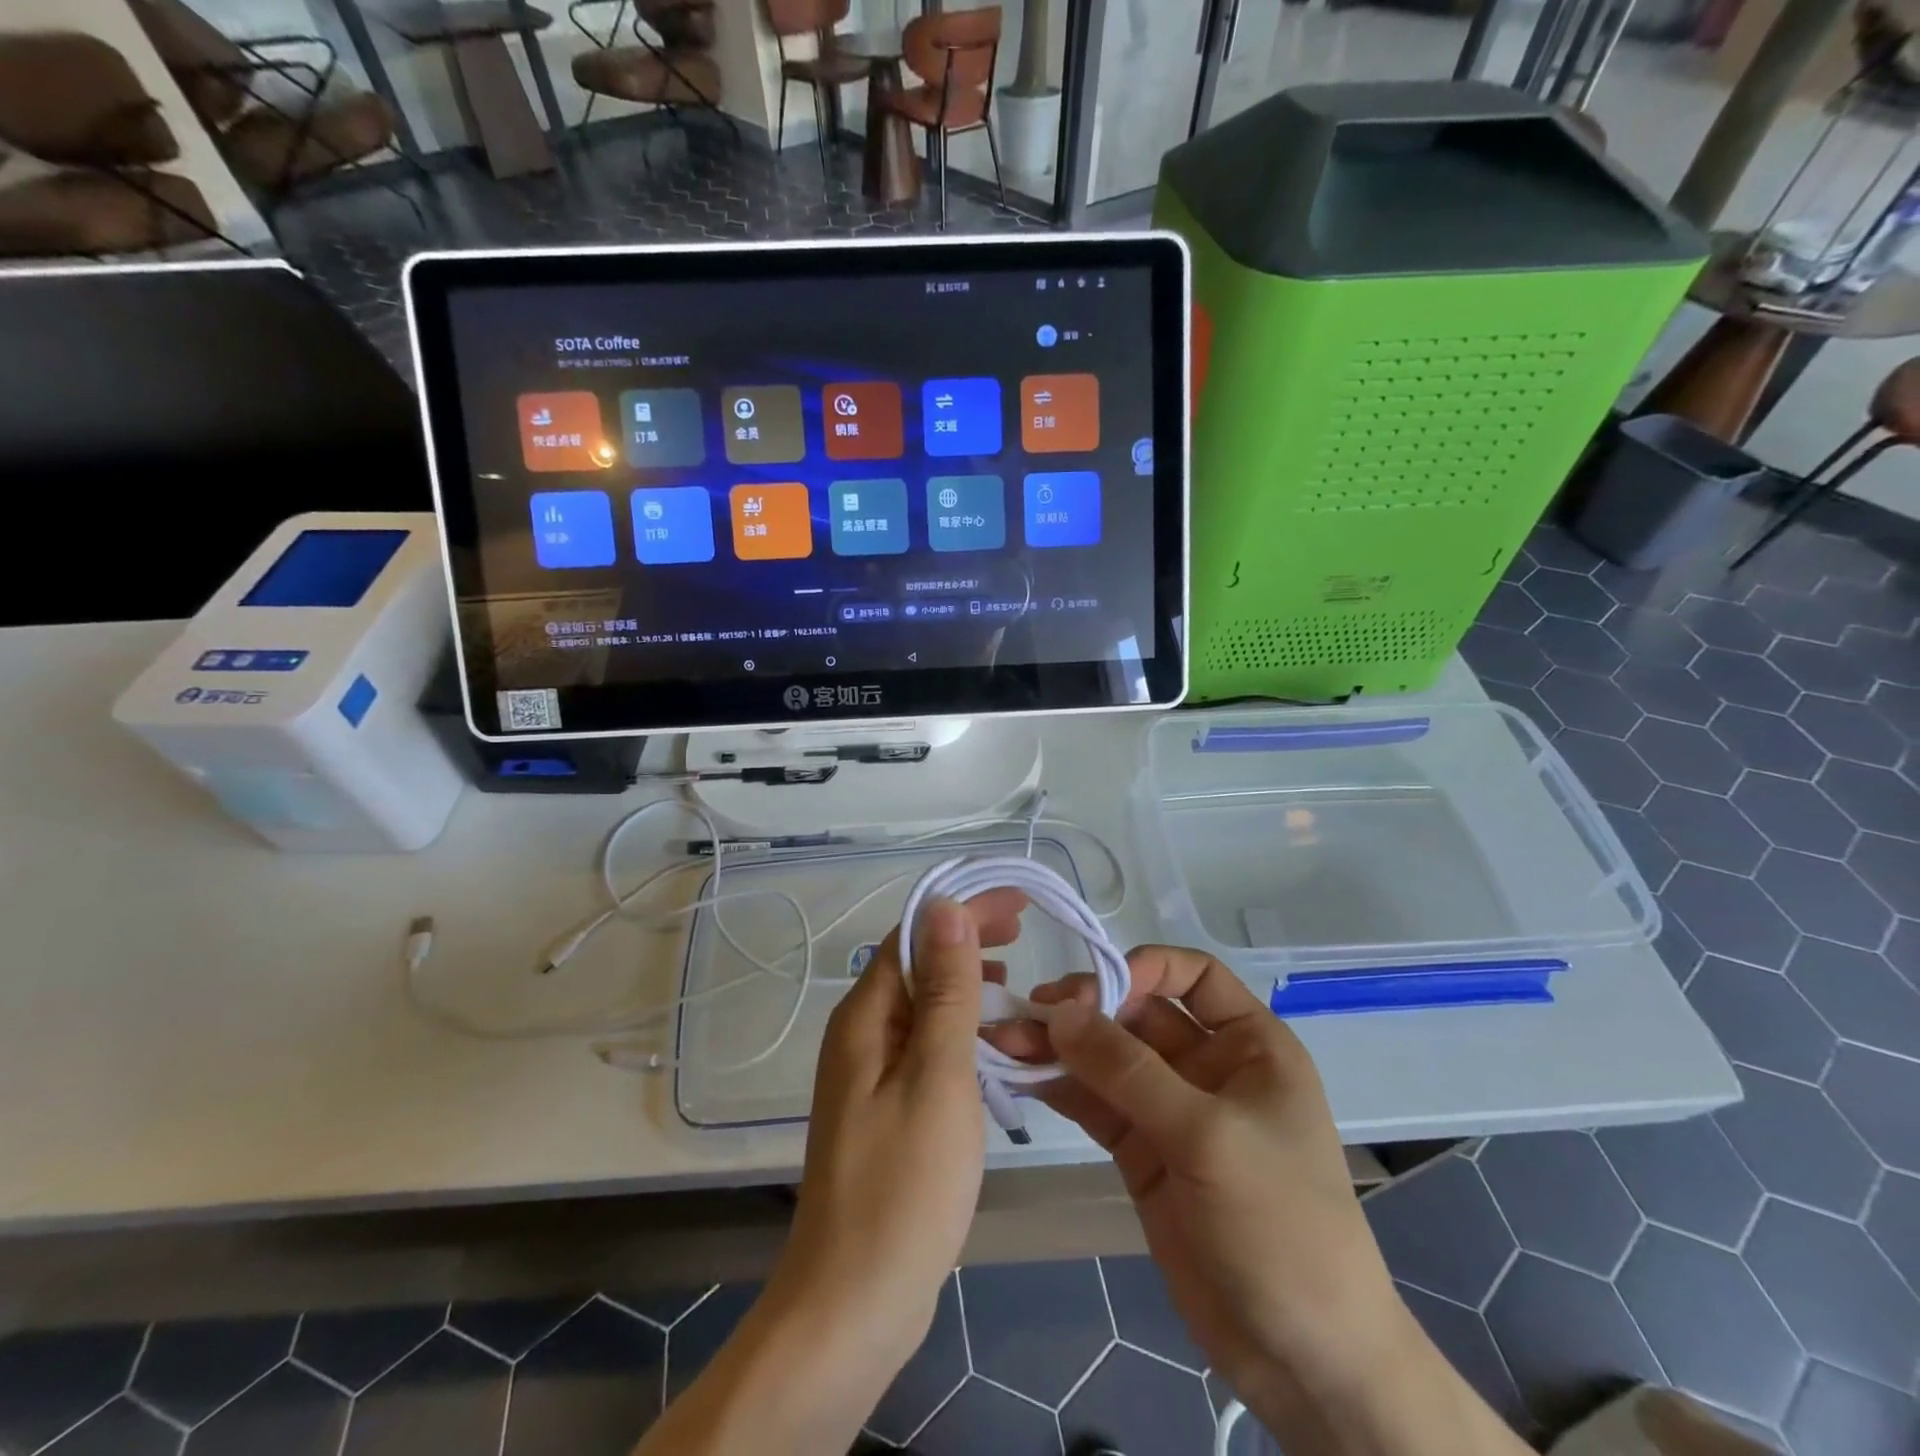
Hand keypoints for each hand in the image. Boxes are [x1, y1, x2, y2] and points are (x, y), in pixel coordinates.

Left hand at [768, 890, 1026, 1367]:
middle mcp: (859, 1035)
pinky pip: (923, 1046)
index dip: (963, 910)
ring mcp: (869, 1075)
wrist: (853, 1304)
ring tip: (1013, 980)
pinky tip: (989, 1044)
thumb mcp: (937, 1076)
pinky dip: (958, 1029)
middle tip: (1023, 931)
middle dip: (965, 939)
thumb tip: (945, 906)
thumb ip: (945, 991)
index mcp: (865, 1017)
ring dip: (964, 983)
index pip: (913, 936)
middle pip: (914, 964)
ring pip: (920, 1006)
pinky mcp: (883, 1110)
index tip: (1019, 902)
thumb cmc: (904, 1185)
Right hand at [997, 948, 1525, 1455]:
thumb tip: (1058, 1010)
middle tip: (1029, 1012)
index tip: (1092, 989)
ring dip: (1060, 1046)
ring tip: (1006, 1039)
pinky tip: (1023, 1076)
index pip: (1193, 975)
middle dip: (1085, 1009)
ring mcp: (1171, 1110)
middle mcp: (1208, 1066)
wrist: (1302, 1361)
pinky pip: (1095, 1102)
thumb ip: (1129, 1071)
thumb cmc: (1280, 1226)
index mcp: (1249, 1045)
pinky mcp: (1142, 1152)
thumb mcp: (1208, 1137)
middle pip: (1138, 1014)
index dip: (1142, 968)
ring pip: (1108, 1058)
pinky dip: (1060, 1087)